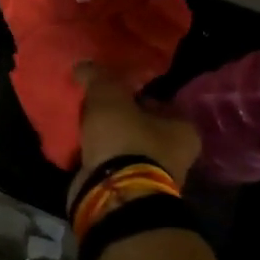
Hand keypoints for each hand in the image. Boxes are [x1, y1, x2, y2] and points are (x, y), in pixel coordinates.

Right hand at [71, 64, 201, 205]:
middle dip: (117, 116)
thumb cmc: (124, 139)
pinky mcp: (127, 189)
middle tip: (91, 104)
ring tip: (79, 123)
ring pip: (123, 146)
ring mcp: (151, 175)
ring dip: (104, 138)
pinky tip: (77, 146)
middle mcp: (174, 154)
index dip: (134, 92)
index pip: (159, 101)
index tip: (110, 87)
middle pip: (140, 125)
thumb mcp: (108, 96)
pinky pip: (109, 165)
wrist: (113, 194)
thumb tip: (85, 64)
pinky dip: (95, 157)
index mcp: (183, 129)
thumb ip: (98, 76)